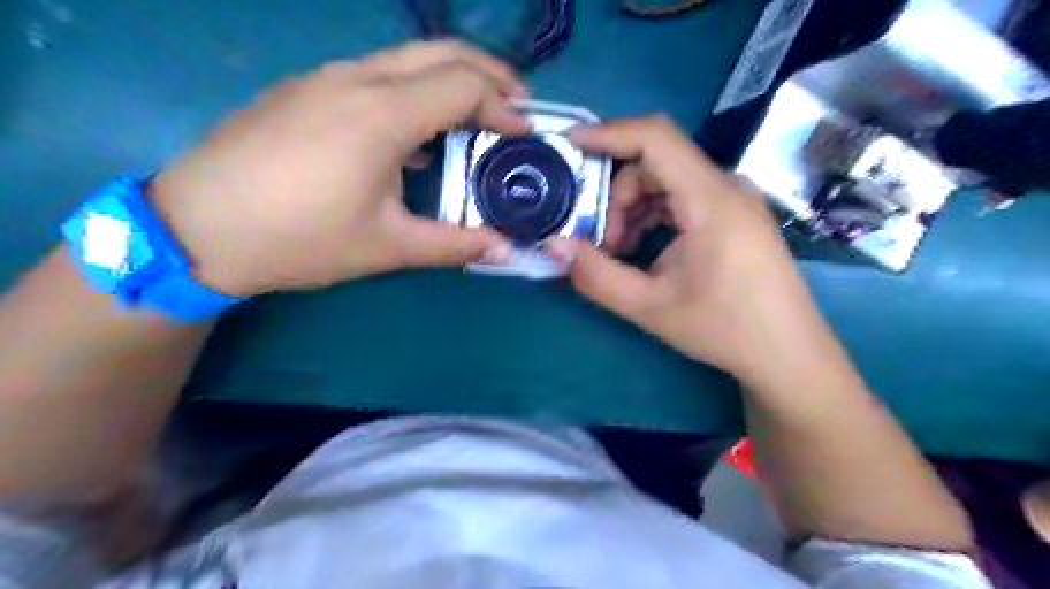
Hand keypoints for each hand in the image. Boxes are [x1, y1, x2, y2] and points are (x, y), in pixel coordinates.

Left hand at [152, 42, 528, 295]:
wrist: (196, 228)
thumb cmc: (299, 238)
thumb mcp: (387, 247)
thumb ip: (454, 244)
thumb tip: (505, 250)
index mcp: (381, 114)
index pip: (462, 86)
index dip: (502, 106)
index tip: (524, 134)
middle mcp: (356, 79)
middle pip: (439, 52)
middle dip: (487, 72)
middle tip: (515, 104)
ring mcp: (325, 78)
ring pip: (405, 58)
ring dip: (449, 78)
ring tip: (475, 113)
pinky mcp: (305, 89)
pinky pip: (375, 73)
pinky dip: (413, 89)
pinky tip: (415, 129)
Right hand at [551, 114, 837, 385]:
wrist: (788, 353)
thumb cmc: (725, 329)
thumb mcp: (650, 307)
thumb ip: (597, 275)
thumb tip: (553, 245)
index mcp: (711, 199)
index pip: (655, 138)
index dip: (608, 133)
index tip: (569, 145)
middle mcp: (726, 186)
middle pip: (655, 163)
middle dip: (615, 195)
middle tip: (599, 242)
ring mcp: (733, 198)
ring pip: (666, 179)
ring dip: (632, 208)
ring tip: (620, 253)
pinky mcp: (733, 213)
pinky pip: (682, 196)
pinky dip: (652, 215)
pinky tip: (644, 249)